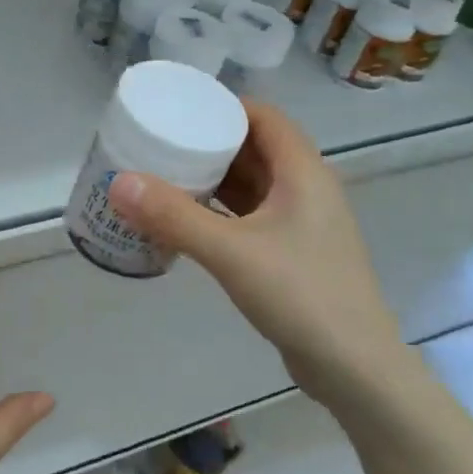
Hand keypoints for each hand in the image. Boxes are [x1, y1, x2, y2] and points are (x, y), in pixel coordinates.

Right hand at [108, 101, 401, 403]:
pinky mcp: (292, 253)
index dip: (225, 106)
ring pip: (252, 185)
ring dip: (214, 179)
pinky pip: (250, 217)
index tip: (180, 108)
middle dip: (210, 142)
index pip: (265, 117)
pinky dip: (220, 212)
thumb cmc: (301, 295)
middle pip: (255, 148)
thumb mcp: (231, 252)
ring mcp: (301, 223)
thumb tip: (118, 182)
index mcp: (303, 172)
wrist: (354, 368)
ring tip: (165, 176)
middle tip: (161, 142)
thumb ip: (174, 217)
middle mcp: (306, 189)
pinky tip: (187, 221)